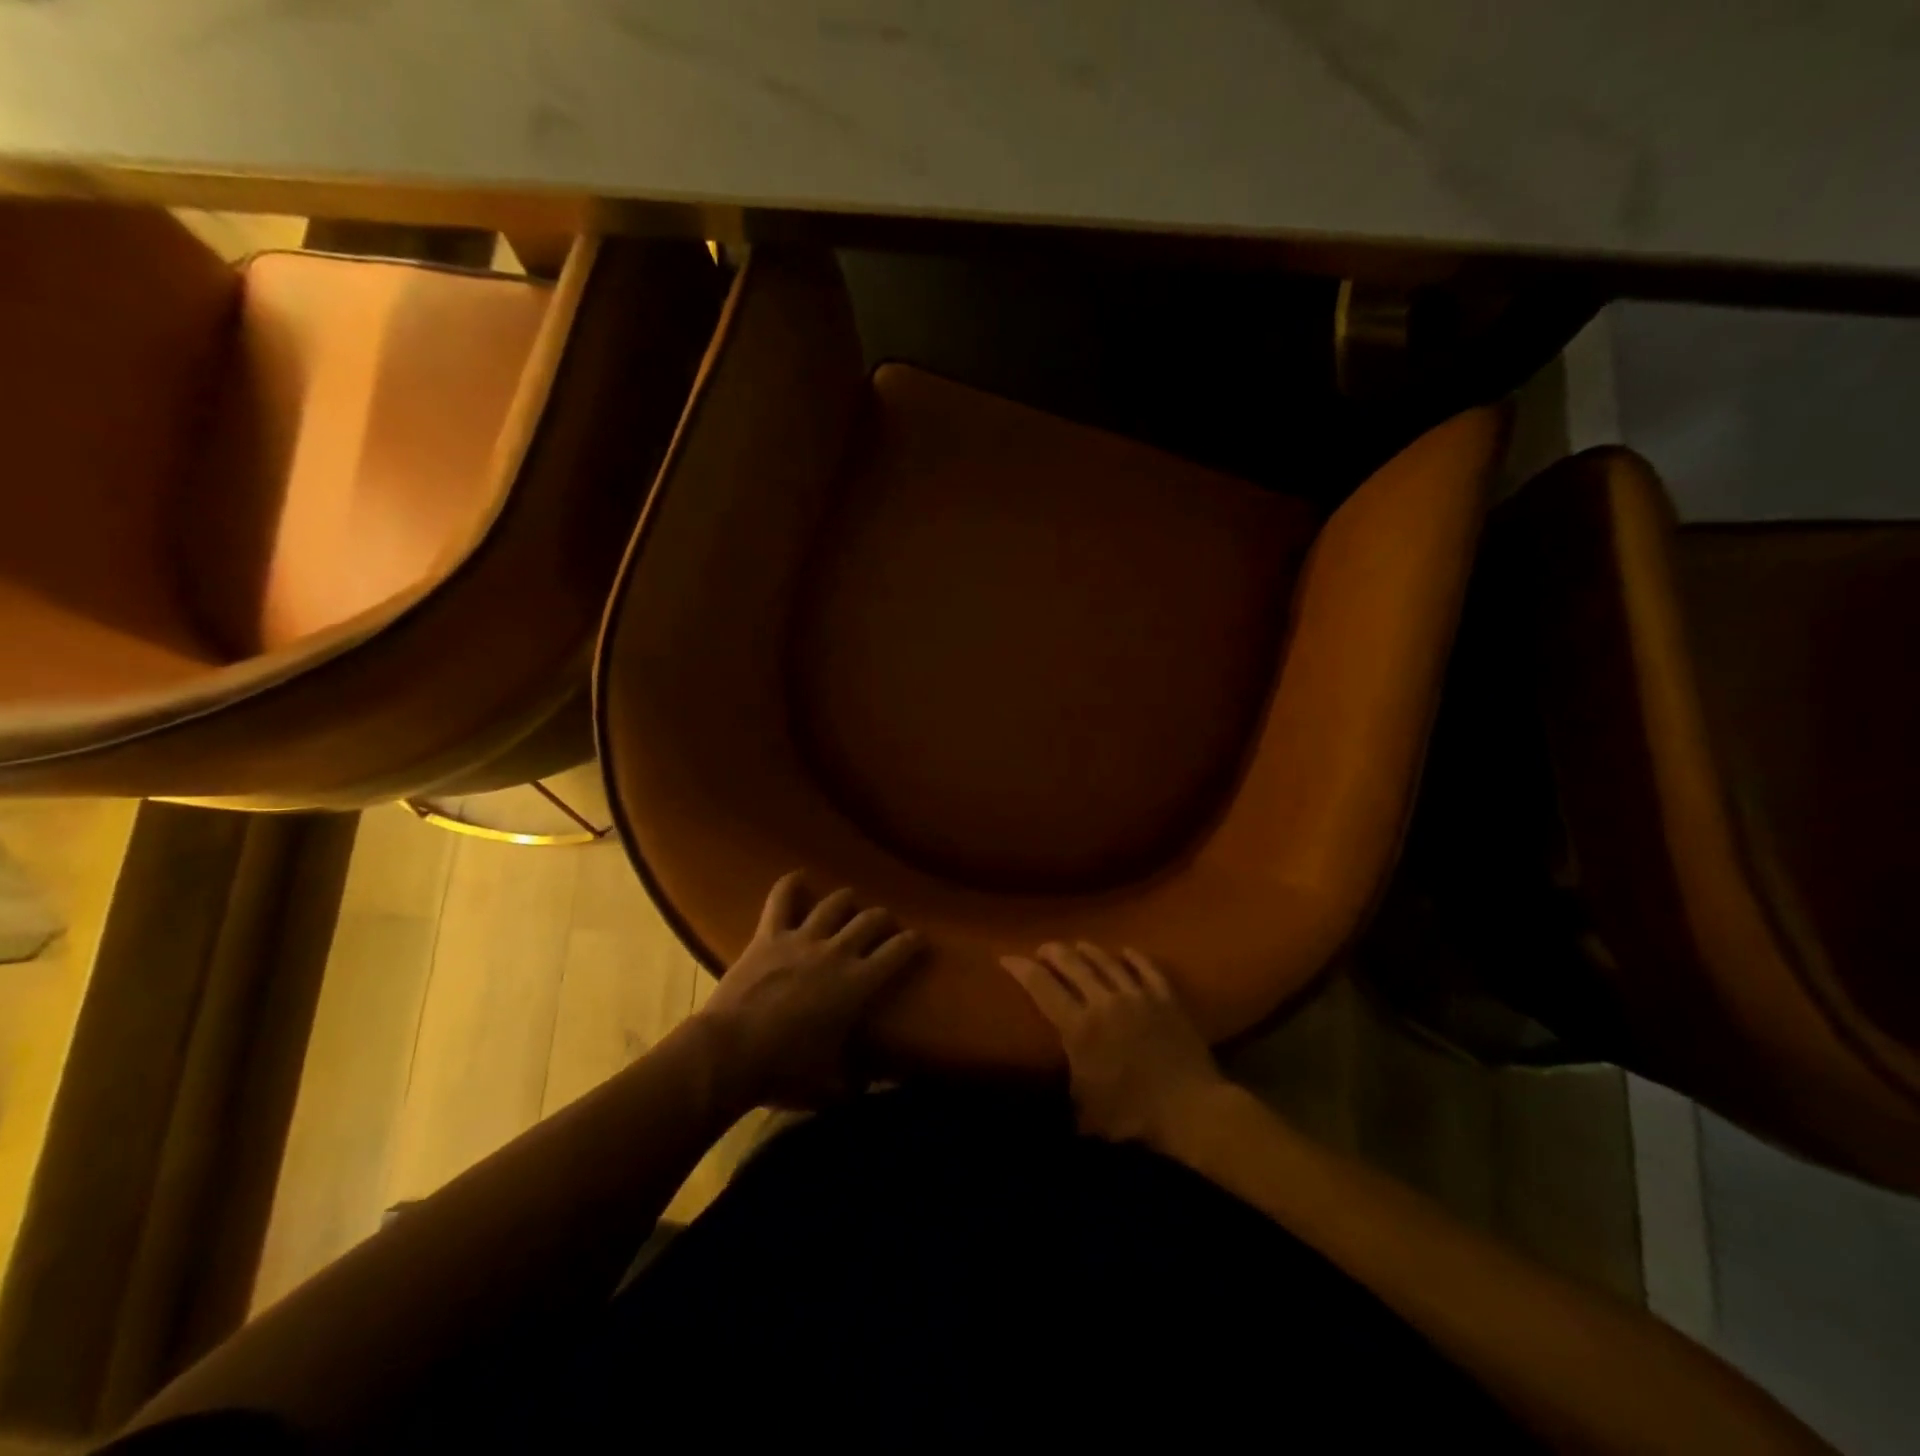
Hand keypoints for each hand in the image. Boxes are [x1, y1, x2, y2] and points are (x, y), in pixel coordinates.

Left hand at [698, 872, 923, 1108]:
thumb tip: (863, 1090)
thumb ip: (851, 1083)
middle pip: (870, 920)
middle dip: (883, 919)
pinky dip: (791, 885)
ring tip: (850, 901)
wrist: (730, 1053)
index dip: (913, 943)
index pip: (898, 952)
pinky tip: (799, 877)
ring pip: (834, 904)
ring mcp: (801, 939)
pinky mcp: (769, 936)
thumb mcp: (827, 1086)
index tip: (919, 939)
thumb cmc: (784, 1071)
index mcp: (858, 985)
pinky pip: (781, 900)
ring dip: (846, 900)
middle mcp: (836, 952)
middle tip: (885, 925)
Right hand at [1002, 942, 1228, 1149]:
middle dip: (1053, 952)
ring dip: (1088, 950)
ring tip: (1078, 945)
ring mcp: (1138, 996)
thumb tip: (1053, 1096)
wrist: (1191, 1109)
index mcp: (1079, 1027)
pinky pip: (1147, 968)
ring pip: (1107, 961)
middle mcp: (1104, 1001)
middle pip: (1073, 964)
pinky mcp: (1166, 999)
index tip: (1006, 958)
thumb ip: (1067, 1094)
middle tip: (1042, 950)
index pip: (1041, 986)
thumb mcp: (1086, 1113)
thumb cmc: (1133, 1116)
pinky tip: (1126, 951)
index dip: (1021, 969)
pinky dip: (1134, 957)